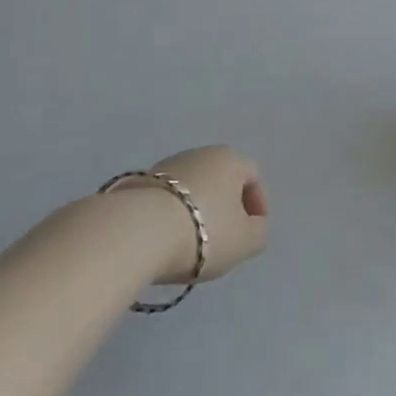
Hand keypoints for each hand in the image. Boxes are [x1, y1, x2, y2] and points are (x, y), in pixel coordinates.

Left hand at [112, 145, 268, 285]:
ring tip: (191, 243)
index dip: (257, 203)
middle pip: (220, 178)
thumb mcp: (246, 241)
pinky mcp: (138, 183)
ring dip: (196, 210)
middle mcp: (200, 153)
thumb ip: (258, 232)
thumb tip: (253, 225)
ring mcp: (166, 165)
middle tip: (223, 238)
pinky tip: (165, 240)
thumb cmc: (203, 232)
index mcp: (230, 159)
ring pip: (191, 188)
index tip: (252, 231)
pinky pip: (166, 199)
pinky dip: (171, 215)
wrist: (137, 231)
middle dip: (225, 206)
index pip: (252, 175)